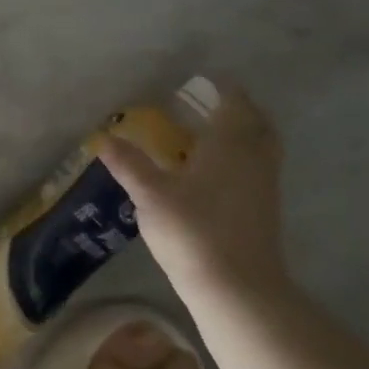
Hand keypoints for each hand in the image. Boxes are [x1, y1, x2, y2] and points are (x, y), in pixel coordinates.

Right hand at [98, 79, 290, 298]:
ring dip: (243, 134)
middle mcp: (254, 158)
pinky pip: (258, 169)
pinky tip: (216, 173)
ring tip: (211, 136)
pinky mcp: (265, 210)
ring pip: (262, 147)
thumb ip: (129, 163)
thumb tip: (103, 138)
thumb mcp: (150, 194)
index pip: (234, 103)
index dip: (223, 88)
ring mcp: (264, 185)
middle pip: (256, 122)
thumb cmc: (193, 230)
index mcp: (230, 144)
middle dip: (237, 109)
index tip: (205, 80)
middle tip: (210, 105)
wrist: (238, 288)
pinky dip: (243, 159)